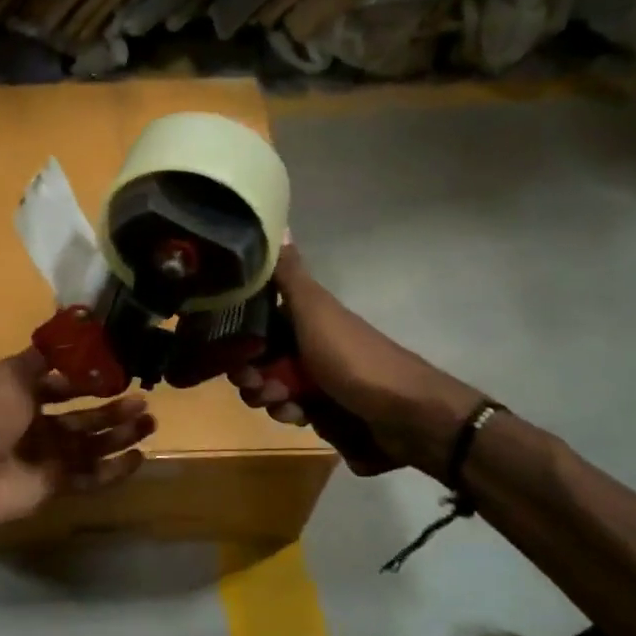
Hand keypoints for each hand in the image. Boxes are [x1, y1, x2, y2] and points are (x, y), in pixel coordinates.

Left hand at [0, 349, 155, 532]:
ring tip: (150, 423)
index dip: (88, 380)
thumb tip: (67, 339)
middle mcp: (36, 427)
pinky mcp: (56, 485)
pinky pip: (90, 477)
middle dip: (113, 410)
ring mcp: (47, 458)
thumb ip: (41, 359)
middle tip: (143, 401)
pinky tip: (138, 457)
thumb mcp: (11, 374)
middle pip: (83, 418)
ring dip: (120, 435)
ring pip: (92, 445)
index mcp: (23, 397)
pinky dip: (114, 470)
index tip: (119, 372)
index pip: (62, 387)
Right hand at [231, 246, 479, 476]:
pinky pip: (292, 412)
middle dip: (249, 372)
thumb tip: (277, 220)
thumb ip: (289, 275)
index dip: (238, 333)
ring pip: (270, 388)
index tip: (229, 347)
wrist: (405, 416)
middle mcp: (308, 346)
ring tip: (283, 402)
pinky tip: (299, 416)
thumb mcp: (315, 311)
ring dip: (267, 396)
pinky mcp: (324, 413)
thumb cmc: (353, 358)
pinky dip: (290, 414)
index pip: (256, 321)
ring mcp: (316, 381)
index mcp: (305, 319)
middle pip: (259, 357)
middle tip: (255, 382)